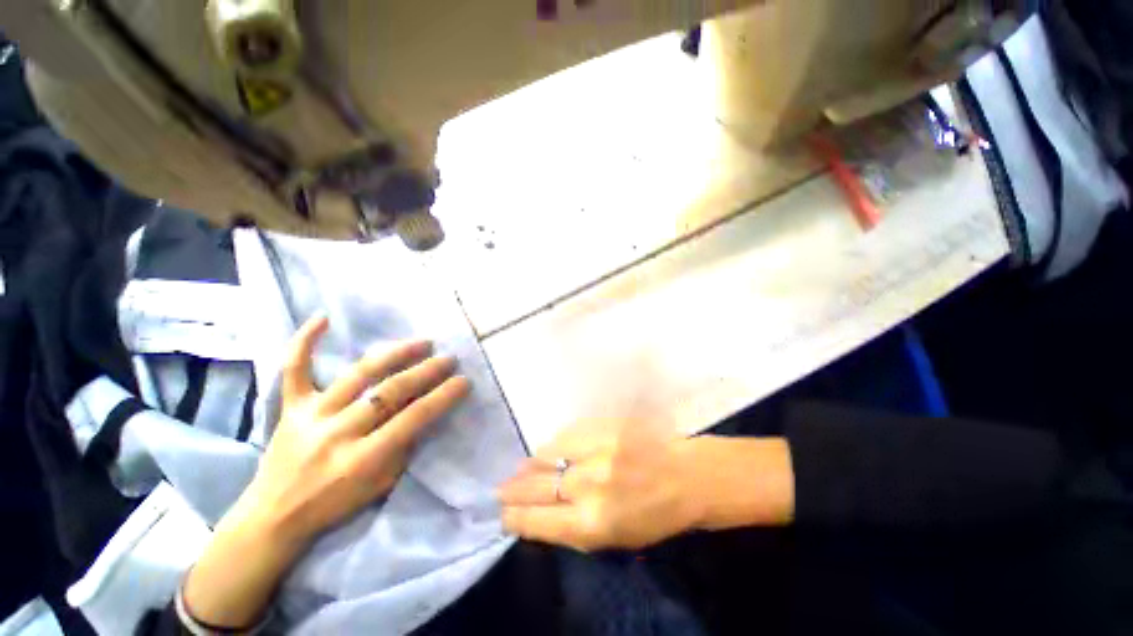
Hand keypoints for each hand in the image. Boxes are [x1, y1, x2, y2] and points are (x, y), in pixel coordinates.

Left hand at [233, 313, 470, 544]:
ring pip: (358, 374)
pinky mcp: (290, 408)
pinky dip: (305, 342)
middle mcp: (337, 433)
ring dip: (395, 354)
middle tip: (448, 359)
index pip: (413, 418)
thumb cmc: (335, 505)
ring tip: (422, 343)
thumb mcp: (381, 486)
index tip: (464, 381)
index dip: (443, 397)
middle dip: (426, 372)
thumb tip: (427, 412)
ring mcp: (311, 416)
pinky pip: (294, 369)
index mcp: (362, 459)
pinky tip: (323, 318)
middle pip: (390, 392)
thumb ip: (405, 448)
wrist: (274, 517)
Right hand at [499, 423, 793, 551]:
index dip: (514, 517)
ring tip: (522, 469)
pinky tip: (550, 450)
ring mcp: (594, 449)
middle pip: (535, 485)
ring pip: (546, 454)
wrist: (685, 474)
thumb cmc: (654, 516)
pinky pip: (565, 434)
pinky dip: (554, 445)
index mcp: (592, 522)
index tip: (503, 515)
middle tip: (500, 490)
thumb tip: (538, 515)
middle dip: (512, 490)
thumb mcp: (613, 539)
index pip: (536, 520)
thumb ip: (573, 527)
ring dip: (531, 464)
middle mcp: (587, 484)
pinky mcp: (601, 425)